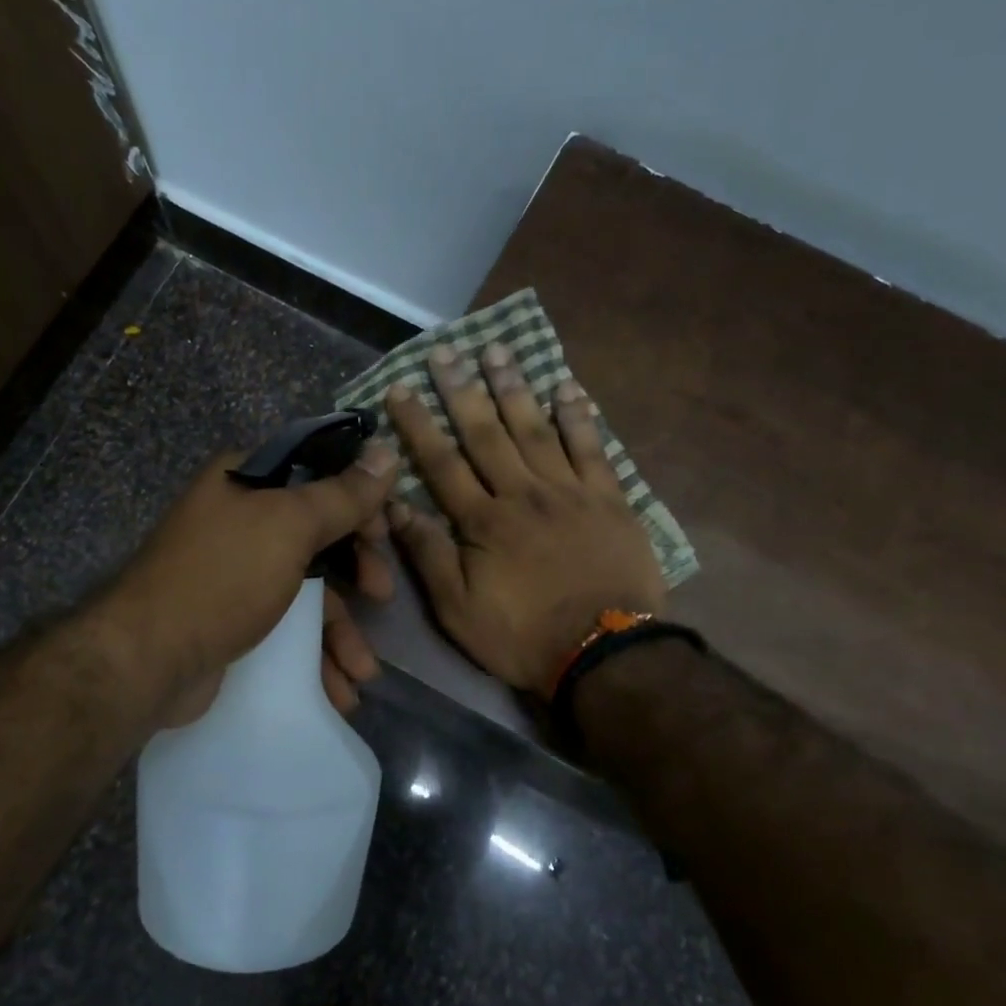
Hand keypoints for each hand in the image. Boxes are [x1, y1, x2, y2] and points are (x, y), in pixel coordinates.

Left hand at [107, 440, 398, 724]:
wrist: (148, 658)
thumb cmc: (224, 577)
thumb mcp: (290, 526)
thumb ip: (343, 494)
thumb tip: (388, 452)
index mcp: (246, 482)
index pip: (318, 476)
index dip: (359, 502)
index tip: (384, 534)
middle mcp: (240, 521)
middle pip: (319, 536)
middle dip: (357, 572)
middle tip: (381, 594)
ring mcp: (235, 573)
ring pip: (307, 591)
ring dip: (341, 631)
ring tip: (363, 672)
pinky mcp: (233, 620)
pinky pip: (288, 628)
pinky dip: (315, 656)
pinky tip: (339, 689)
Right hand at [385, 343, 664, 693]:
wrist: (604, 655)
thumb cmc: (523, 637)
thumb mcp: (459, 610)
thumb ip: (429, 555)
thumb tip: (395, 506)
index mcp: (484, 522)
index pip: (442, 463)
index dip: (418, 424)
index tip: (401, 388)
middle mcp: (523, 494)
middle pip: (486, 434)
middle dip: (462, 390)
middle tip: (446, 351)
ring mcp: (569, 493)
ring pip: (536, 429)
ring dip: (514, 388)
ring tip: (498, 350)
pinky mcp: (609, 500)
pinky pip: (592, 448)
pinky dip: (580, 417)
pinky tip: (568, 387)